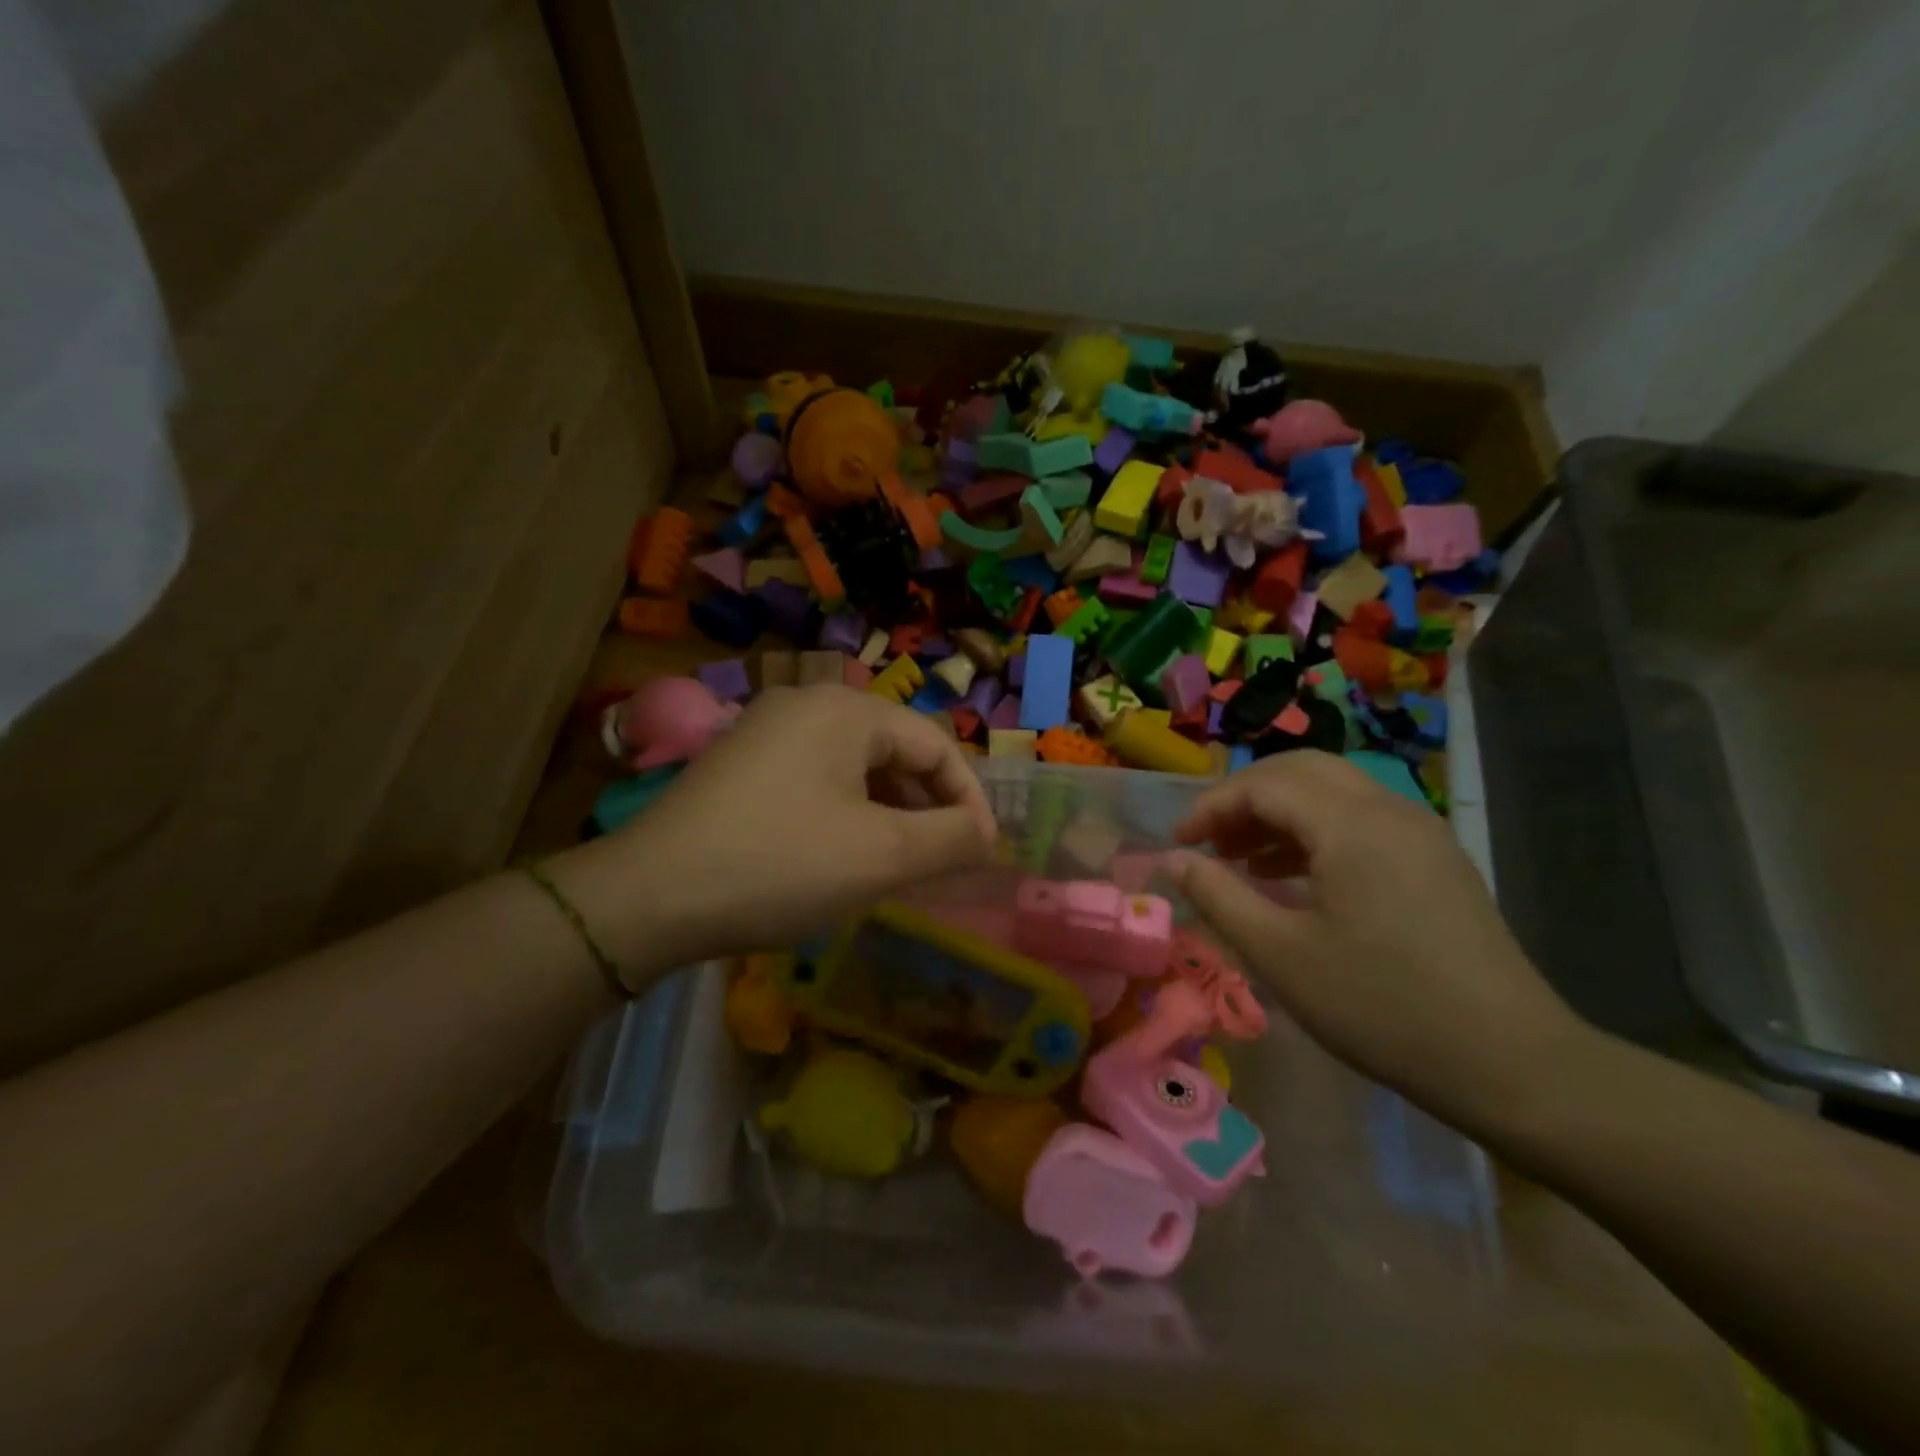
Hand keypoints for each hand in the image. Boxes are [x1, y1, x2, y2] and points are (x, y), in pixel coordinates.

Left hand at [561, 686, 995, 979]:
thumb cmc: (780, 865)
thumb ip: (951, 838)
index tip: (981, 852)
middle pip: (895, 750)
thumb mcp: (881, 856)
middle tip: (940, 862)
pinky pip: (818, 780)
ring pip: (855, 767)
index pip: (935, 744)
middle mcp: (806, 704)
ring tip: (897, 864)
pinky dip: (847, 813)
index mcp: (845, 709)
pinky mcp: (742, 763)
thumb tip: (986, 833)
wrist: (649, 897)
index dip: (968, 799)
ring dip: (888, 812)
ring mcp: (767, 731)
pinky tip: (843, 855)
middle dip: (927, 807)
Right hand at [1165, 751, 1585, 1127]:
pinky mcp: (1436, 860)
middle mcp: (1390, 810)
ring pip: (1334, 792)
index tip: (1178, 843)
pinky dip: (1316, 831)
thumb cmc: (1381, 1007)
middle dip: (1245, 797)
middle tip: (1209, 840)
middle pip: (1301, 770)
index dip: (1211, 806)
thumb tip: (1173, 859)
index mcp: (1351, 825)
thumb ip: (1218, 896)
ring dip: (1280, 812)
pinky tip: (1294, 876)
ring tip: (1241, 858)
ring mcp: (1421, 832)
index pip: (1264, 784)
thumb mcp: (1280, 955)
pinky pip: (1362, 820)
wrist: (1512, 1065)